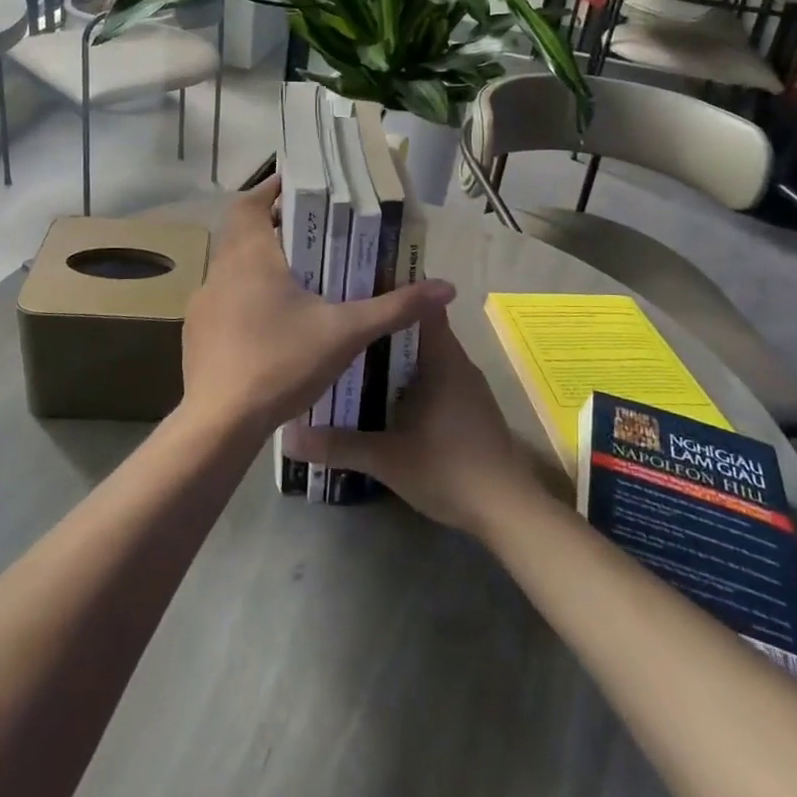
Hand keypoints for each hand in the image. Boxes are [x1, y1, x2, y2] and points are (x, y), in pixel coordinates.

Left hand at [180, 178, 454, 435]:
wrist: (219, 424)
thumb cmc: (281, 363)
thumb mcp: (345, 333)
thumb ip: (394, 308)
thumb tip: (447, 287)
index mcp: (250, 256)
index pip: (248, 201)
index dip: (271, 190)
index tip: (300, 189)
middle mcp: (220, 271)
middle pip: (242, 232)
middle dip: (275, 228)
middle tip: (314, 234)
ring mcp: (204, 304)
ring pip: (232, 268)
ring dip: (261, 265)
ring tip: (300, 278)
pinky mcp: (197, 334)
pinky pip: (225, 301)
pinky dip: (247, 298)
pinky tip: (273, 324)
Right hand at [285, 305, 538, 534]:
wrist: (507, 510)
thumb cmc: (449, 469)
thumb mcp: (386, 458)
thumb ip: (338, 445)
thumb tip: (289, 437)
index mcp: (442, 359)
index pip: (421, 306)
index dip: (393, 292)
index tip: (358, 287)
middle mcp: (458, 363)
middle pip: (419, 330)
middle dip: (384, 326)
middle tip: (344, 323)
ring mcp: (468, 386)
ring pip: (427, 356)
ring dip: (397, 355)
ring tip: (355, 354)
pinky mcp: (471, 408)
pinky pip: (436, 377)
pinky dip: (411, 377)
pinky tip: (385, 393)